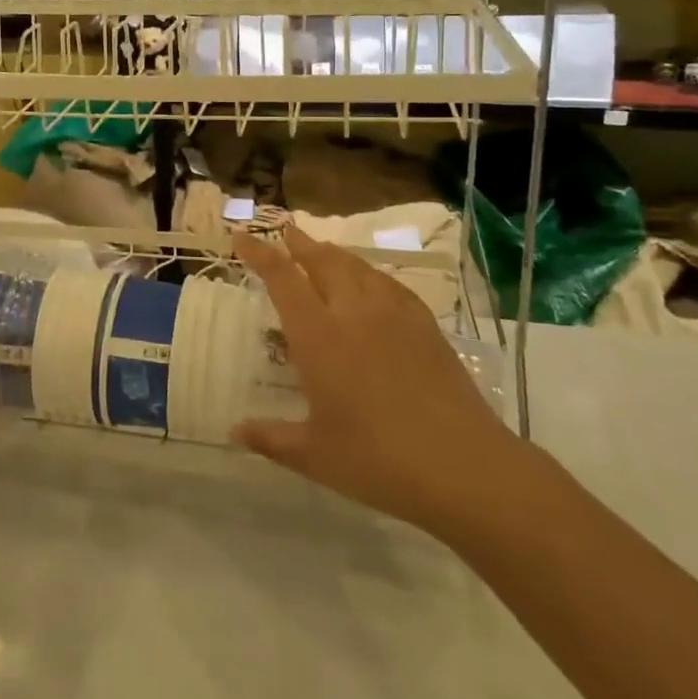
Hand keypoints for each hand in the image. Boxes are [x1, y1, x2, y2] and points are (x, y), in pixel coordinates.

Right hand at [231, 228, 533, 538]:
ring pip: (357, 267)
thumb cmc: (378, 461)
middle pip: (322, 261)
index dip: (259, 253)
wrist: (463, 467)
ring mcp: (393, 315)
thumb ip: (271, 439)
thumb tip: (233, 431)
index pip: (282, 279)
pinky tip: (372, 282)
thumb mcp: (315, 456)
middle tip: (286, 231)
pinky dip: (370, 273)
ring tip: (323, 250)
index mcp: (318, 337)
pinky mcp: (425, 326)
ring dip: (334, 254)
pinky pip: (390, 284)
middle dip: (300, 243)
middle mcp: (352, 314)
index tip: (242, 234)